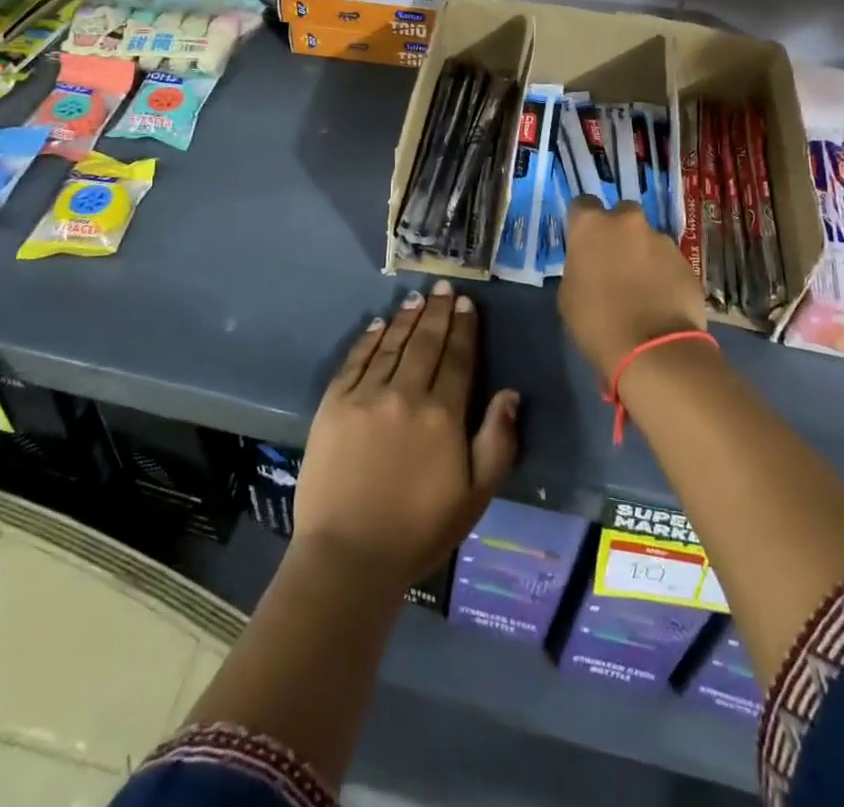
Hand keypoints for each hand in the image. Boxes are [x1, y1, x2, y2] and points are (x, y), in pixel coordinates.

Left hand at [293, 280, 519, 590]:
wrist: (348, 557)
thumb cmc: (419, 531)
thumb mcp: (475, 496)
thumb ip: (497, 441)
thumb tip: (509, 392)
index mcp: (443, 415)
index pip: (458, 359)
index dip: (464, 328)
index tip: (467, 303)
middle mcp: (406, 394)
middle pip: (426, 343)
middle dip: (438, 312)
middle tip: (444, 286)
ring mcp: (366, 396)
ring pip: (391, 345)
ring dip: (406, 318)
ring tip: (417, 298)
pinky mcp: (334, 404)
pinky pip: (355, 360)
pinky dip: (369, 339)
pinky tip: (378, 324)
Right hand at [559, 196, 706, 378]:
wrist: (654, 350)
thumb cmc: (597, 322)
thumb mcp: (568, 295)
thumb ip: (578, 267)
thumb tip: (589, 265)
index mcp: (591, 225)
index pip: (582, 204)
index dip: (582, 222)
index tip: (583, 242)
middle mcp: (627, 221)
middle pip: (621, 214)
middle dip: (618, 232)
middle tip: (613, 262)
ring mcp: (661, 240)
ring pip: (648, 239)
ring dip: (642, 254)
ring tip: (641, 287)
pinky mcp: (687, 261)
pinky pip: (668, 261)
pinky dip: (663, 273)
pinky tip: (660, 300)